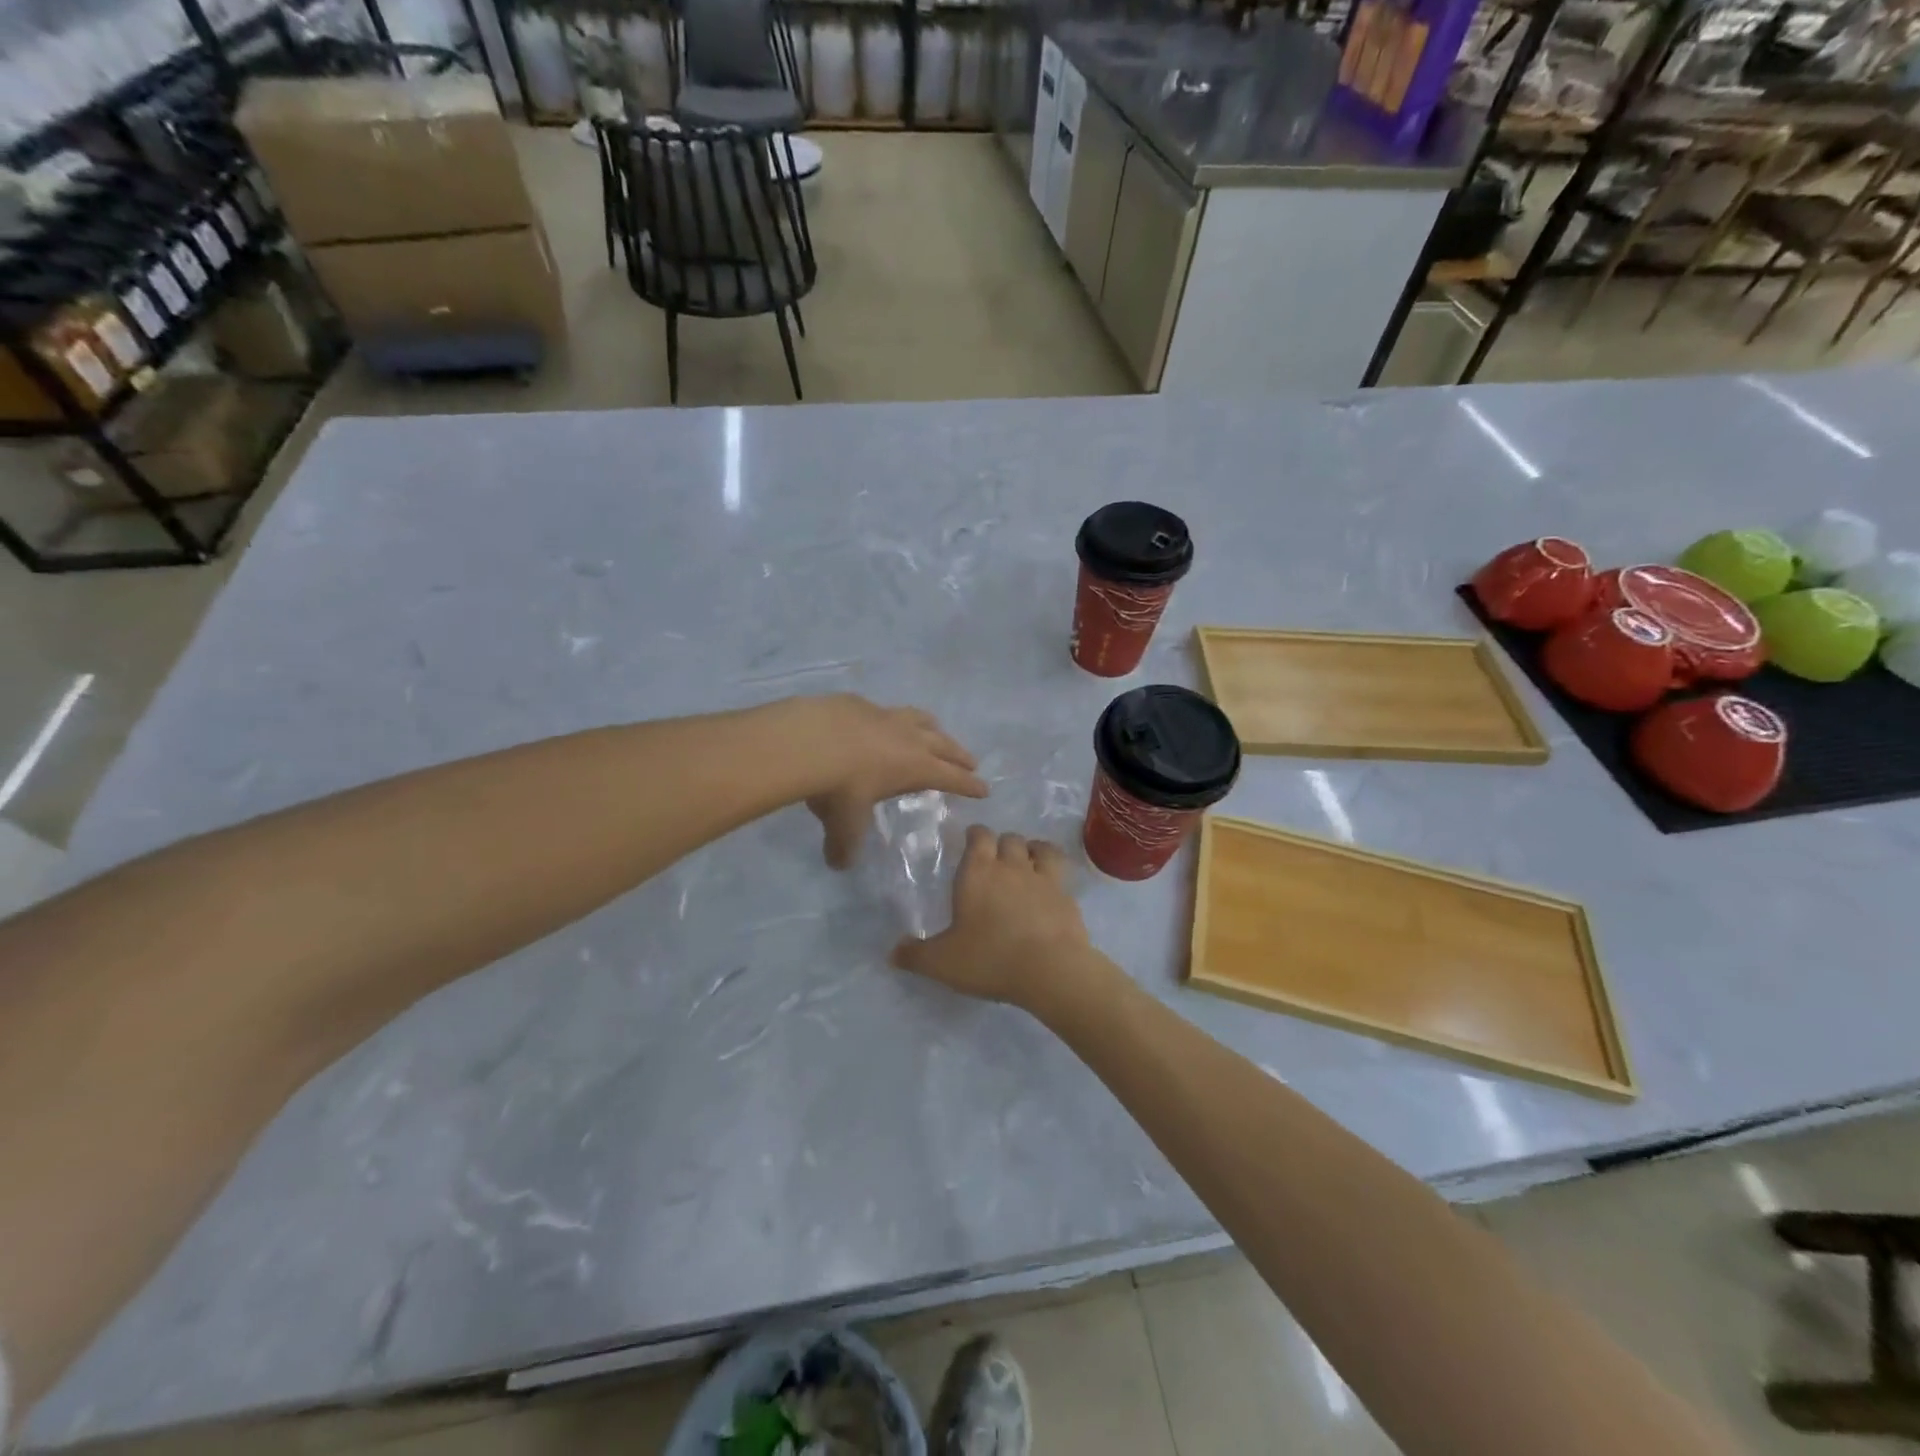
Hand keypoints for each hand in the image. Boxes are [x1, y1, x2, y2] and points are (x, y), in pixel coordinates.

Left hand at [792, 695, 988, 868]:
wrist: (807, 739)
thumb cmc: (838, 787)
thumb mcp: (843, 824)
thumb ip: (845, 846)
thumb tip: (838, 864)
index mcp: (916, 767)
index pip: (952, 778)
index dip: (969, 785)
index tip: (984, 789)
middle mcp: (908, 738)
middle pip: (944, 744)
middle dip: (959, 754)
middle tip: (971, 761)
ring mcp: (885, 716)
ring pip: (919, 719)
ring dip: (932, 727)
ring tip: (935, 730)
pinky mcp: (859, 703)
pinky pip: (884, 710)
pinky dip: (891, 718)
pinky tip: (880, 722)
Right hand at [892, 826, 1101, 1009]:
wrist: (1051, 969)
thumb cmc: (990, 958)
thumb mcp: (942, 962)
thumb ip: (915, 955)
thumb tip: (893, 952)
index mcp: (977, 872)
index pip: (978, 836)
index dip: (975, 834)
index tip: (971, 839)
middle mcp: (1011, 867)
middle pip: (1009, 838)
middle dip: (1002, 843)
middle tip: (995, 858)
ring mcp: (1043, 879)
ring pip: (1039, 848)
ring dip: (1032, 849)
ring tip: (1027, 861)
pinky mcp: (1067, 896)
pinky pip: (1061, 873)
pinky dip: (1054, 873)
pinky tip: (1050, 887)